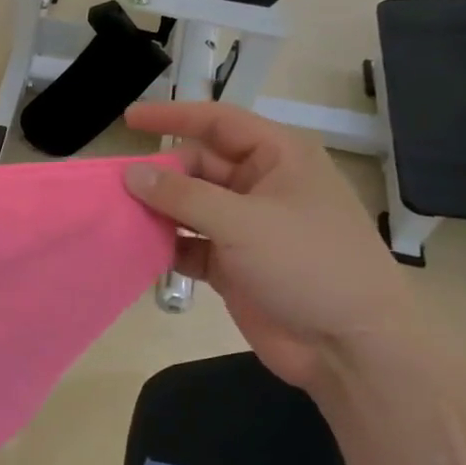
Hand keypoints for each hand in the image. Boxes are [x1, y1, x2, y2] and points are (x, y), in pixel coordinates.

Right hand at [123, 102, 415, 390]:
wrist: (349, 347)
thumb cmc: (308, 265)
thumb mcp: (243, 223)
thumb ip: (182, 195)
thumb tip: (131, 173)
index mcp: (278, 158)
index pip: (218, 122)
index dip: (173, 116)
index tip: (128, 120)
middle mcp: (260, 186)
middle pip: (197, 166)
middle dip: (159, 175)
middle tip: (116, 188)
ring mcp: (245, 227)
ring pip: (188, 206)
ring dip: (157, 212)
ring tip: (117, 216)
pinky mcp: (232, 263)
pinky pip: (188, 244)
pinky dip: (165, 246)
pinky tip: (137, 251)